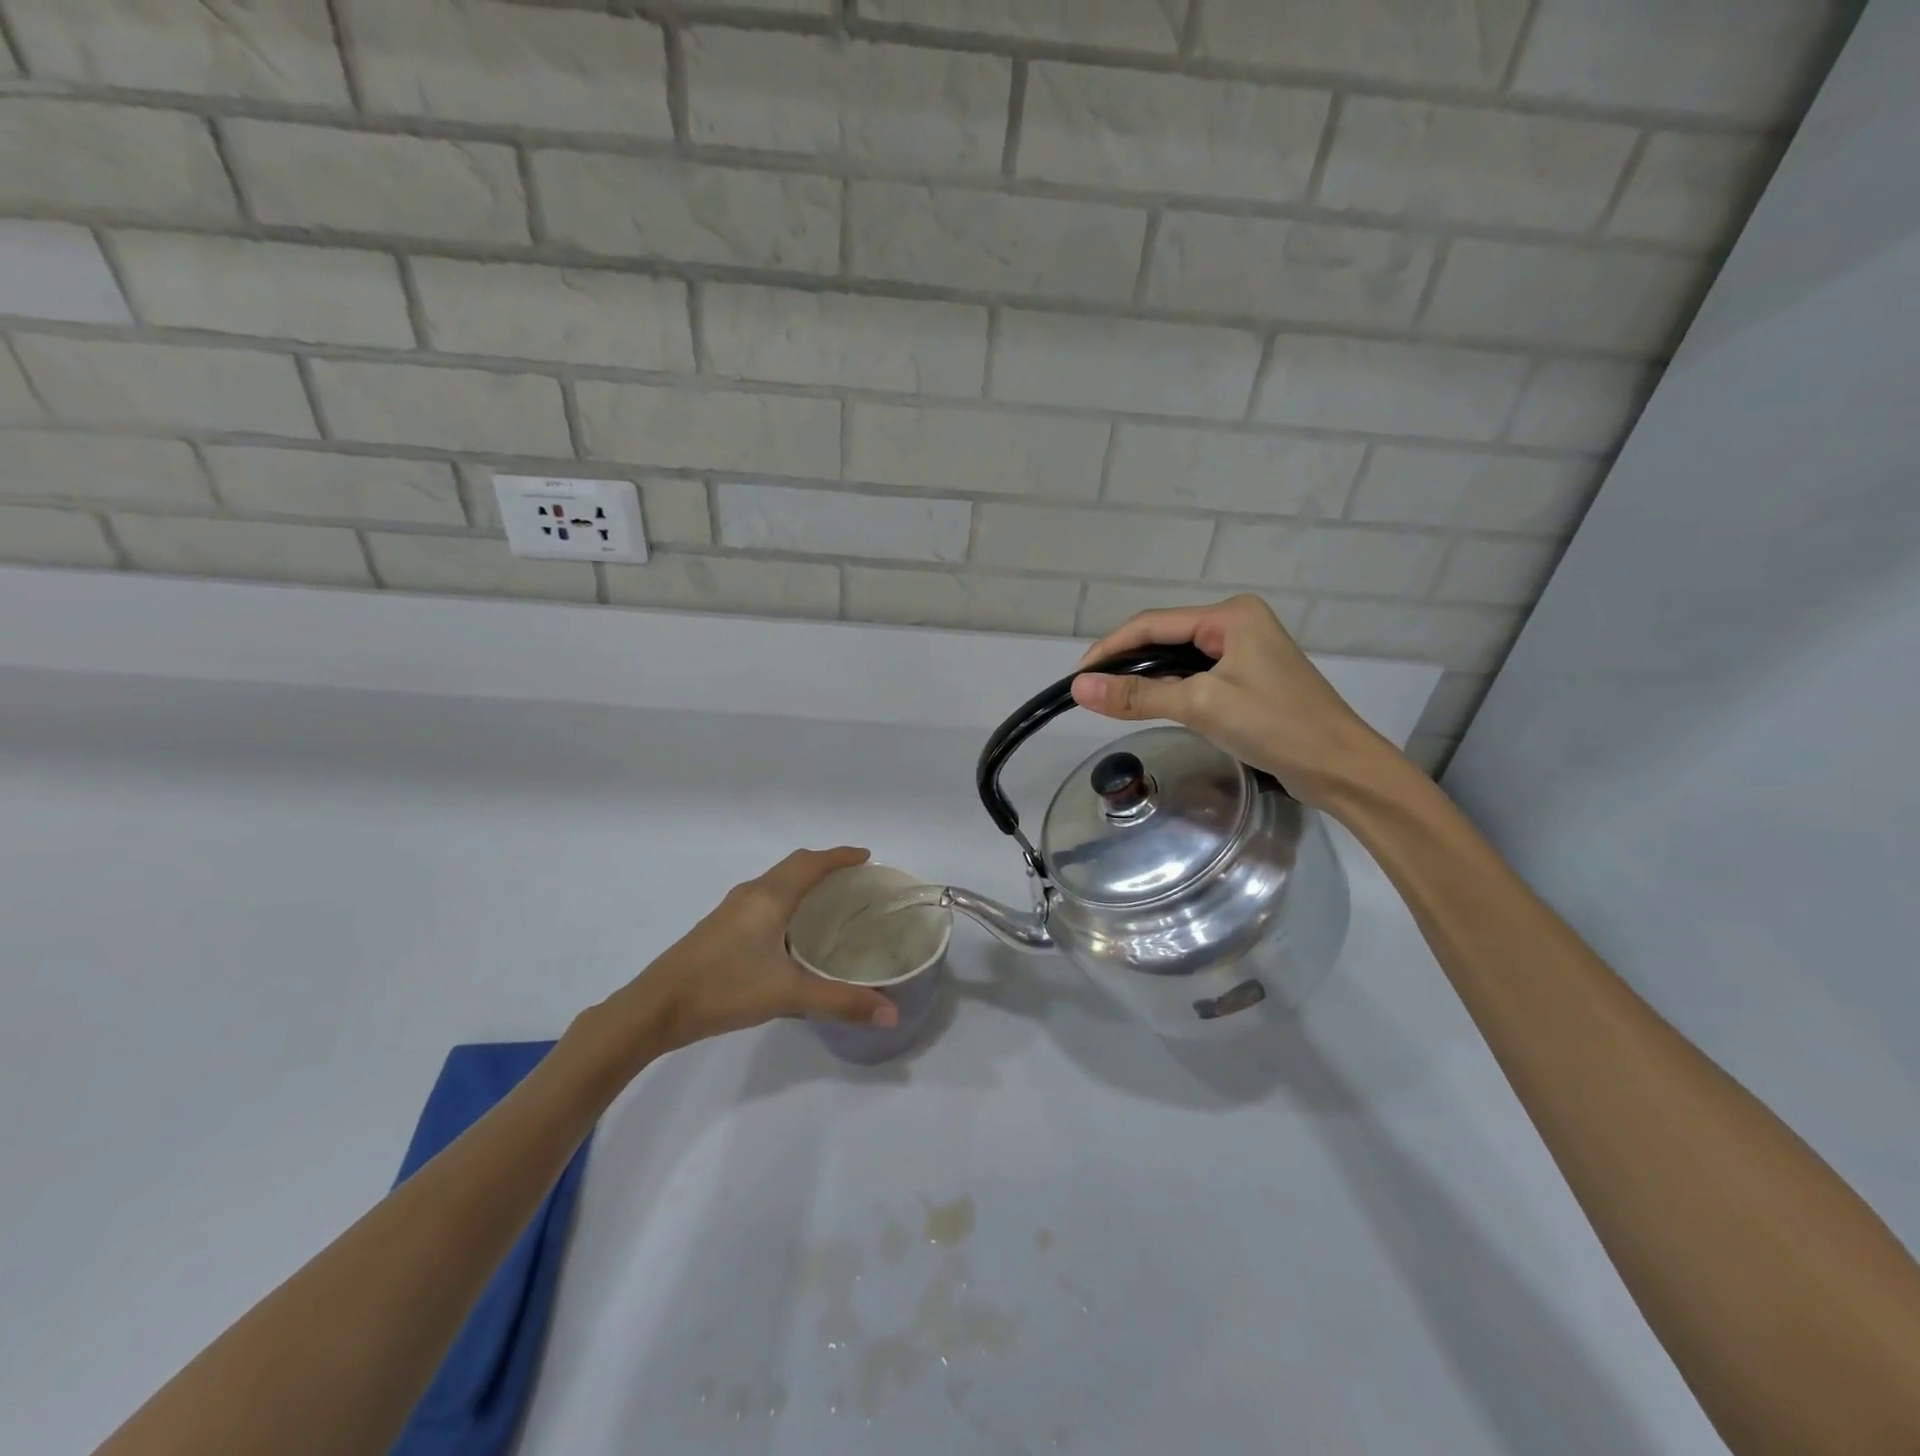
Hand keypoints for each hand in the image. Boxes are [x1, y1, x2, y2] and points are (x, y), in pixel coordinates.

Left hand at [598, 847, 899, 1057]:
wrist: (655, 1008)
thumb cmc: (724, 989)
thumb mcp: (788, 994)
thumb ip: (842, 1002)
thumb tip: (892, 1013)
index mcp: (769, 897)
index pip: (811, 863)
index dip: (840, 856)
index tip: (866, 857)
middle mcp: (751, 893)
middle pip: (794, 865)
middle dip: (825, 865)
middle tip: (855, 879)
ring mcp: (731, 909)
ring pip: (776, 881)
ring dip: (804, 881)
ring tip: (830, 900)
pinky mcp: (720, 926)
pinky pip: (763, 897)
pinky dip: (787, 897)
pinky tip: (791, 929)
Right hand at [1071, 595, 1399, 807]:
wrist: (1341, 767)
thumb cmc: (1275, 726)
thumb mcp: (1201, 706)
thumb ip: (1138, 695)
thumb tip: (1080, 688)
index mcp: (1231, 615)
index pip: (1153, 623)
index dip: (1111, 647)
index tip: (1077, 676)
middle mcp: (1237, 623)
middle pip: (1165, 637)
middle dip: (1127, 661)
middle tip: (1091, 691)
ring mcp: (1245, 651)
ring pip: (1178, 659)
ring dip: (1147, 677)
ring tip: (1112, 700)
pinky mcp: (1249, 678)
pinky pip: (1196, 676)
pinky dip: (1170, 690)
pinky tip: (1152, 705)